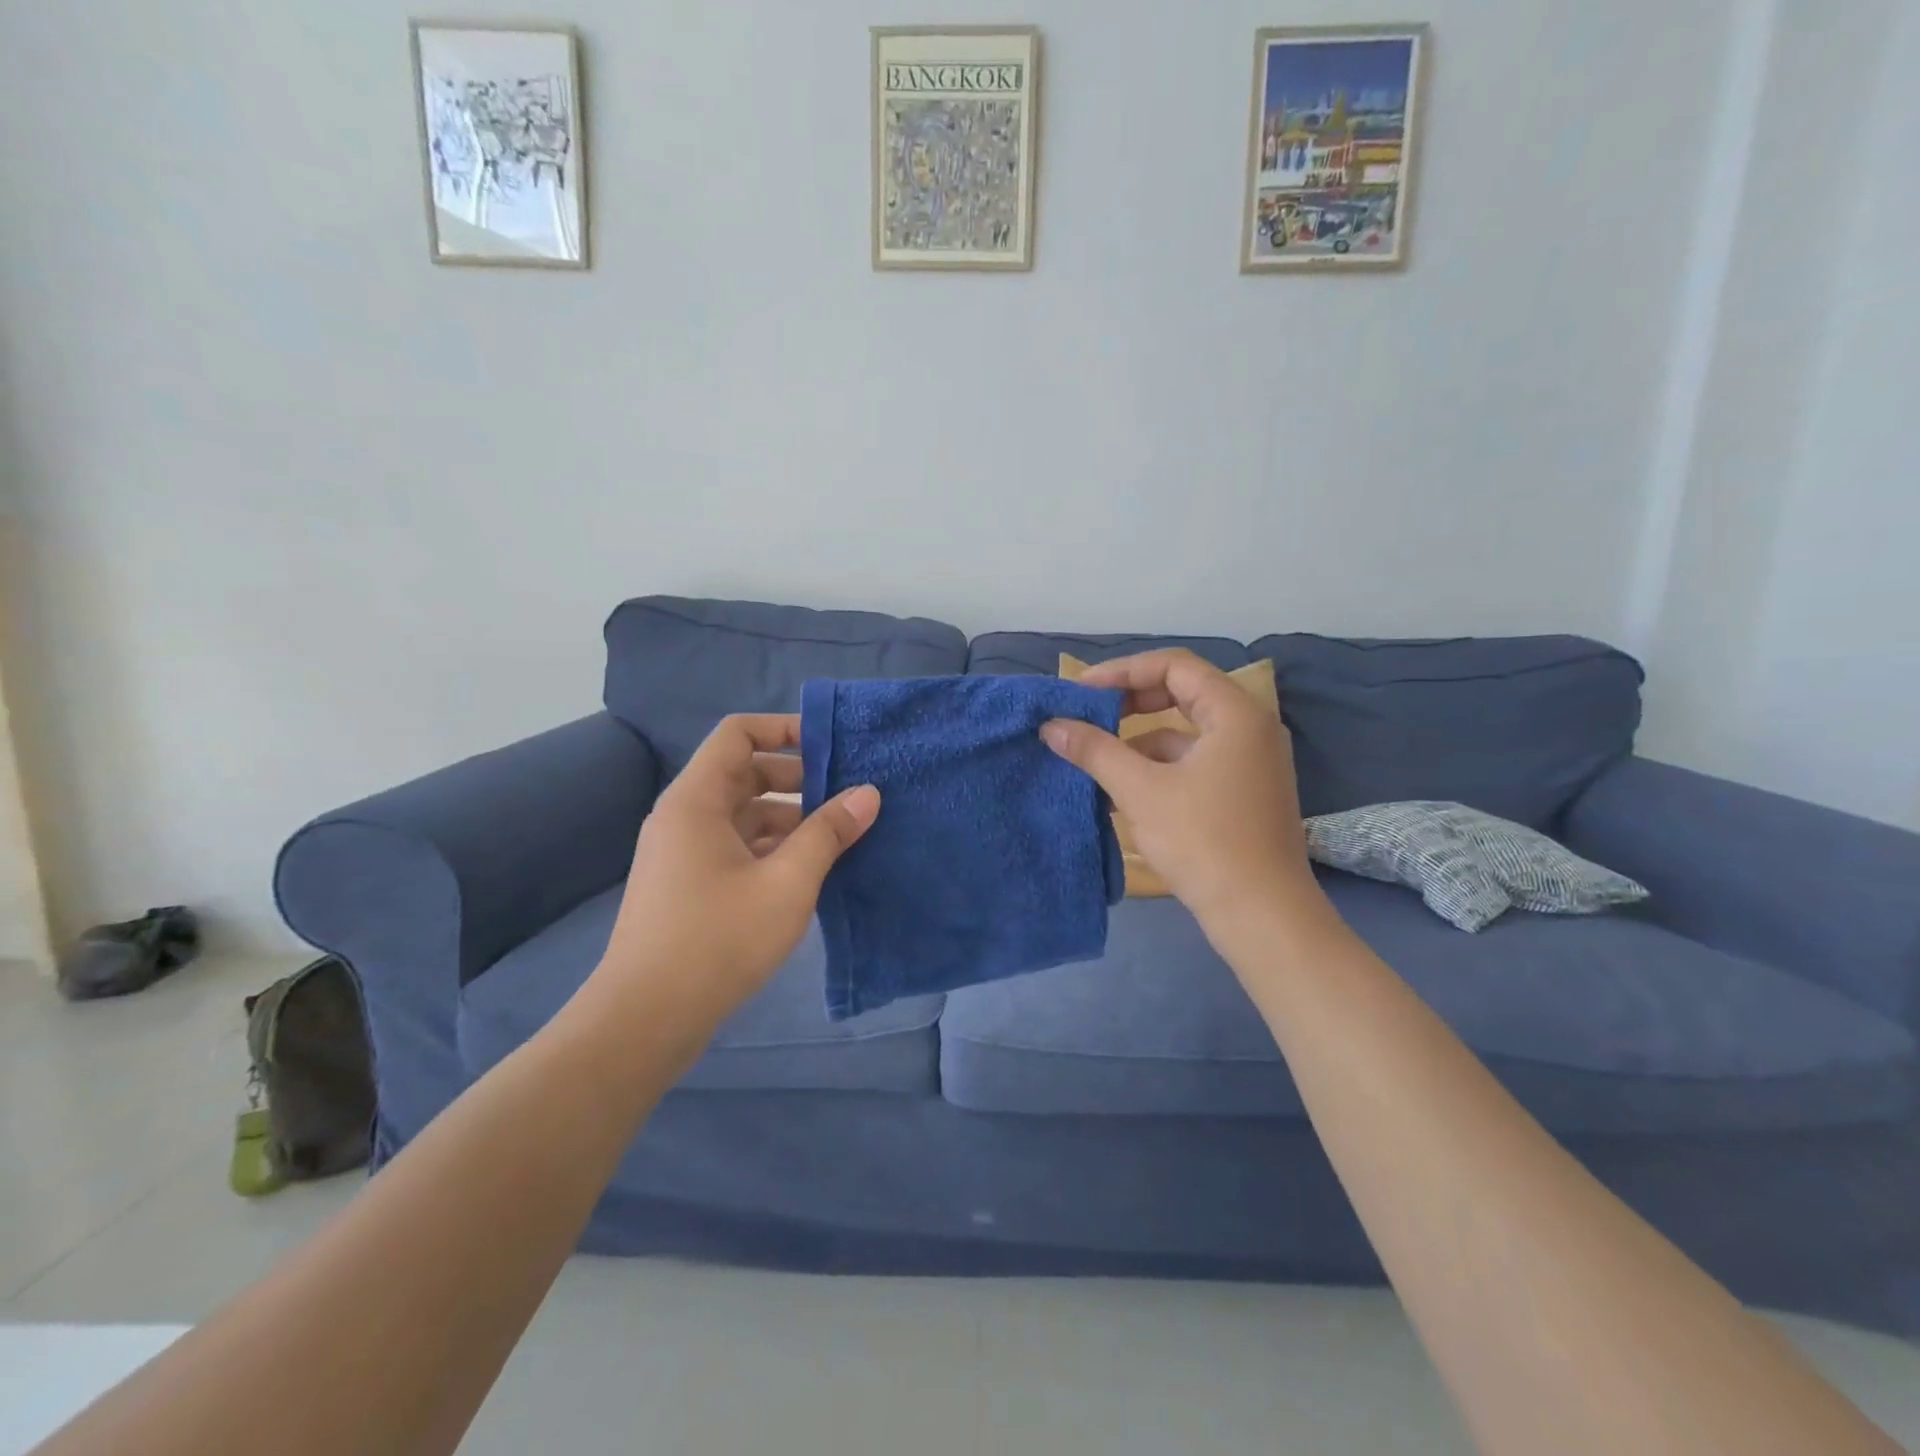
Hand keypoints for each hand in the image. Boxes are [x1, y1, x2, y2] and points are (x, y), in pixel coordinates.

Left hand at [590, 714, 878, 1044]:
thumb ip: (830, 832)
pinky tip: (808, 873)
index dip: (784, 729)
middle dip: (798, 780)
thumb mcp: (788, 882)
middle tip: (846, 797)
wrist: (646, 1019)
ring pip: (743, 815)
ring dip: (790, 820)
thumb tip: (868, 792)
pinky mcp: (688, 886)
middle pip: (745, 774)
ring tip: (839, 838)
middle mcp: (684, 816)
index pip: (738, 734)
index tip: (831, 746)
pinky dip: (772, 849)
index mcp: (697, 800)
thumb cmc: (718, 939)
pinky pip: (736, 847)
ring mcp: (683, 853)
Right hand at [1040, 650, 1321, 930]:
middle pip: (1182, 693)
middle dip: (1129, 703)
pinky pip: (1194, 762)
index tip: (1082, 690)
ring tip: (1094, 760)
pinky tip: (1122, 792)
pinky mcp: (1244, 792)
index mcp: (1236, 713)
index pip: (1174, 665)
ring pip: (1185, 732)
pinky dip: (1158, 768)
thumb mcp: (1141, 791)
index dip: (1123, 671)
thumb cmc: (1203, 842)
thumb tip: (1051, 725)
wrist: (1261, 915)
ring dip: (1139, 742)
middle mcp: (1250, 727)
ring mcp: (1251, 761)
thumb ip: (1095, 750)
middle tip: (1087, 716)